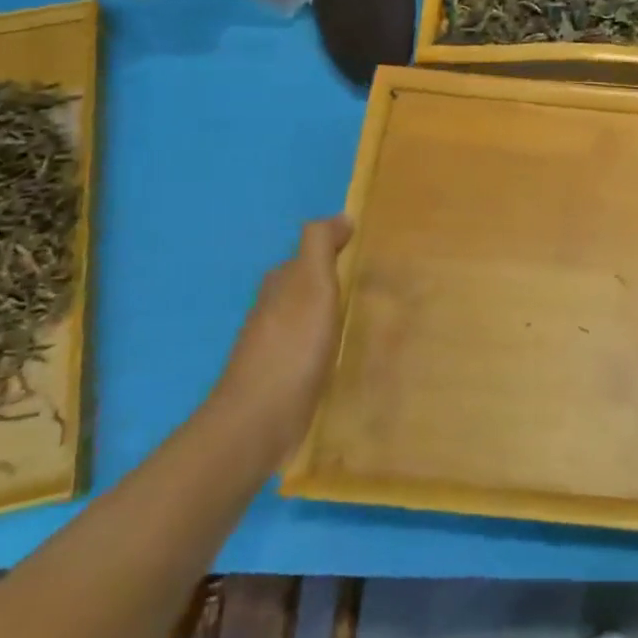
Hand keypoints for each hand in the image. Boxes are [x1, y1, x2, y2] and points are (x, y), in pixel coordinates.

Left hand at [209, 215, 352, 457]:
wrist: (259, 421)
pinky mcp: (283, 379)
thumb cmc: (292, 346)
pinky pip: (311, 351)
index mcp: (279, 284)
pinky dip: (329, 347)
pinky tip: (347, 357)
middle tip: (378, 287)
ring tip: (370, 321)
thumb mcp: (311, 283)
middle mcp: (273, 310)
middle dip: (336, 283)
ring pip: (310, 319)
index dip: (337, 251)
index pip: (309, 255)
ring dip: (334, 317)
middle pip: (308, 287)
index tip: (370, 256)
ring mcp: (275, 347)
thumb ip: (320, 245)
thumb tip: (341, 216)